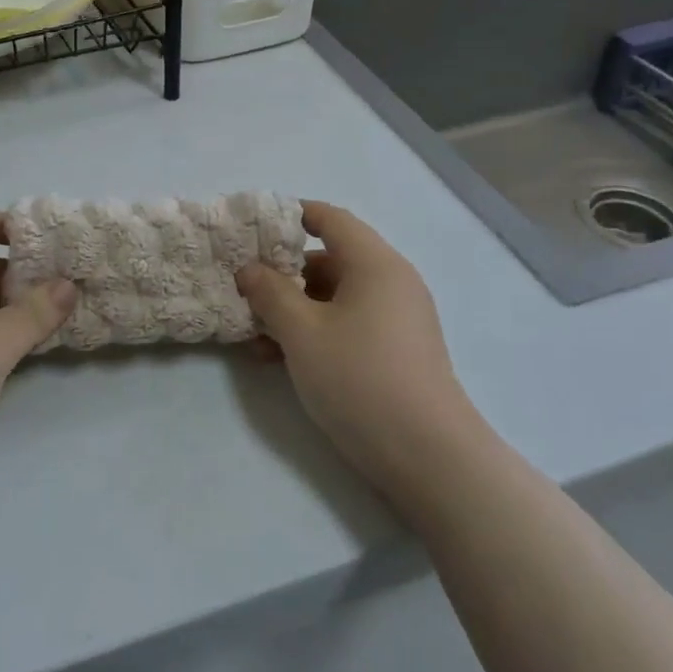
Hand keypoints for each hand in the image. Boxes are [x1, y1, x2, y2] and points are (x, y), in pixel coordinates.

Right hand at [236, 201, 477, 507]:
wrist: (427, 455)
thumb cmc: (359, 378)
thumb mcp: (302, 333)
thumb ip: (270, 294)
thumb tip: (249, 269)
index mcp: (375, 263)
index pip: (331, 219)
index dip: (291, 216)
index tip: (253, 229)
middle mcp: (391, 281)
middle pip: (331, 259)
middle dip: (284, 275)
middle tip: (245, 293)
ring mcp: (398, 318)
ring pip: (336, 297)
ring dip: (295, 309)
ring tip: (256, 337)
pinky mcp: (396, 350)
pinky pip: (349, 323)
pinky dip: (316, 331)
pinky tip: (282, 360)